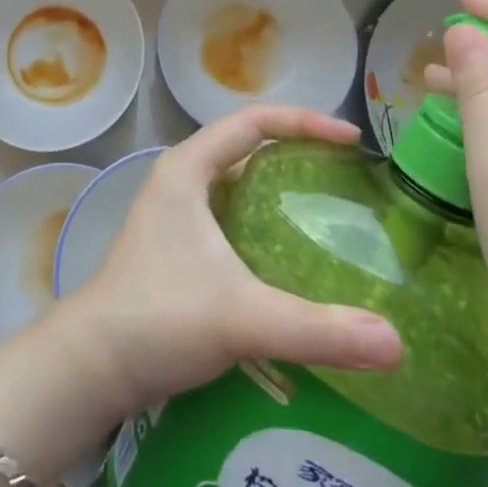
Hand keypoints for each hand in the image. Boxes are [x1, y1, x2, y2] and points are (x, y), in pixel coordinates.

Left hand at [57, 105, 403, 418]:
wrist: (91, 364)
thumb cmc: (159, 319)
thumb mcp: (242, 318)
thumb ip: (318, 330)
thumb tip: (397, 345)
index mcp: (188, 168)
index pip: (254, 122)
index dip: (304, 122)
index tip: (352, 141)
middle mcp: (180, 179)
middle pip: (246, 144)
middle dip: (296, 149)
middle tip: (347, 173)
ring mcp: (175, 212)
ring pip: (236, 180)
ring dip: (278, 184)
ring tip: (329, 206)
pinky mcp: (175, 244)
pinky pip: (229, 212)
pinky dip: (263, 217)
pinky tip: (290, 251)